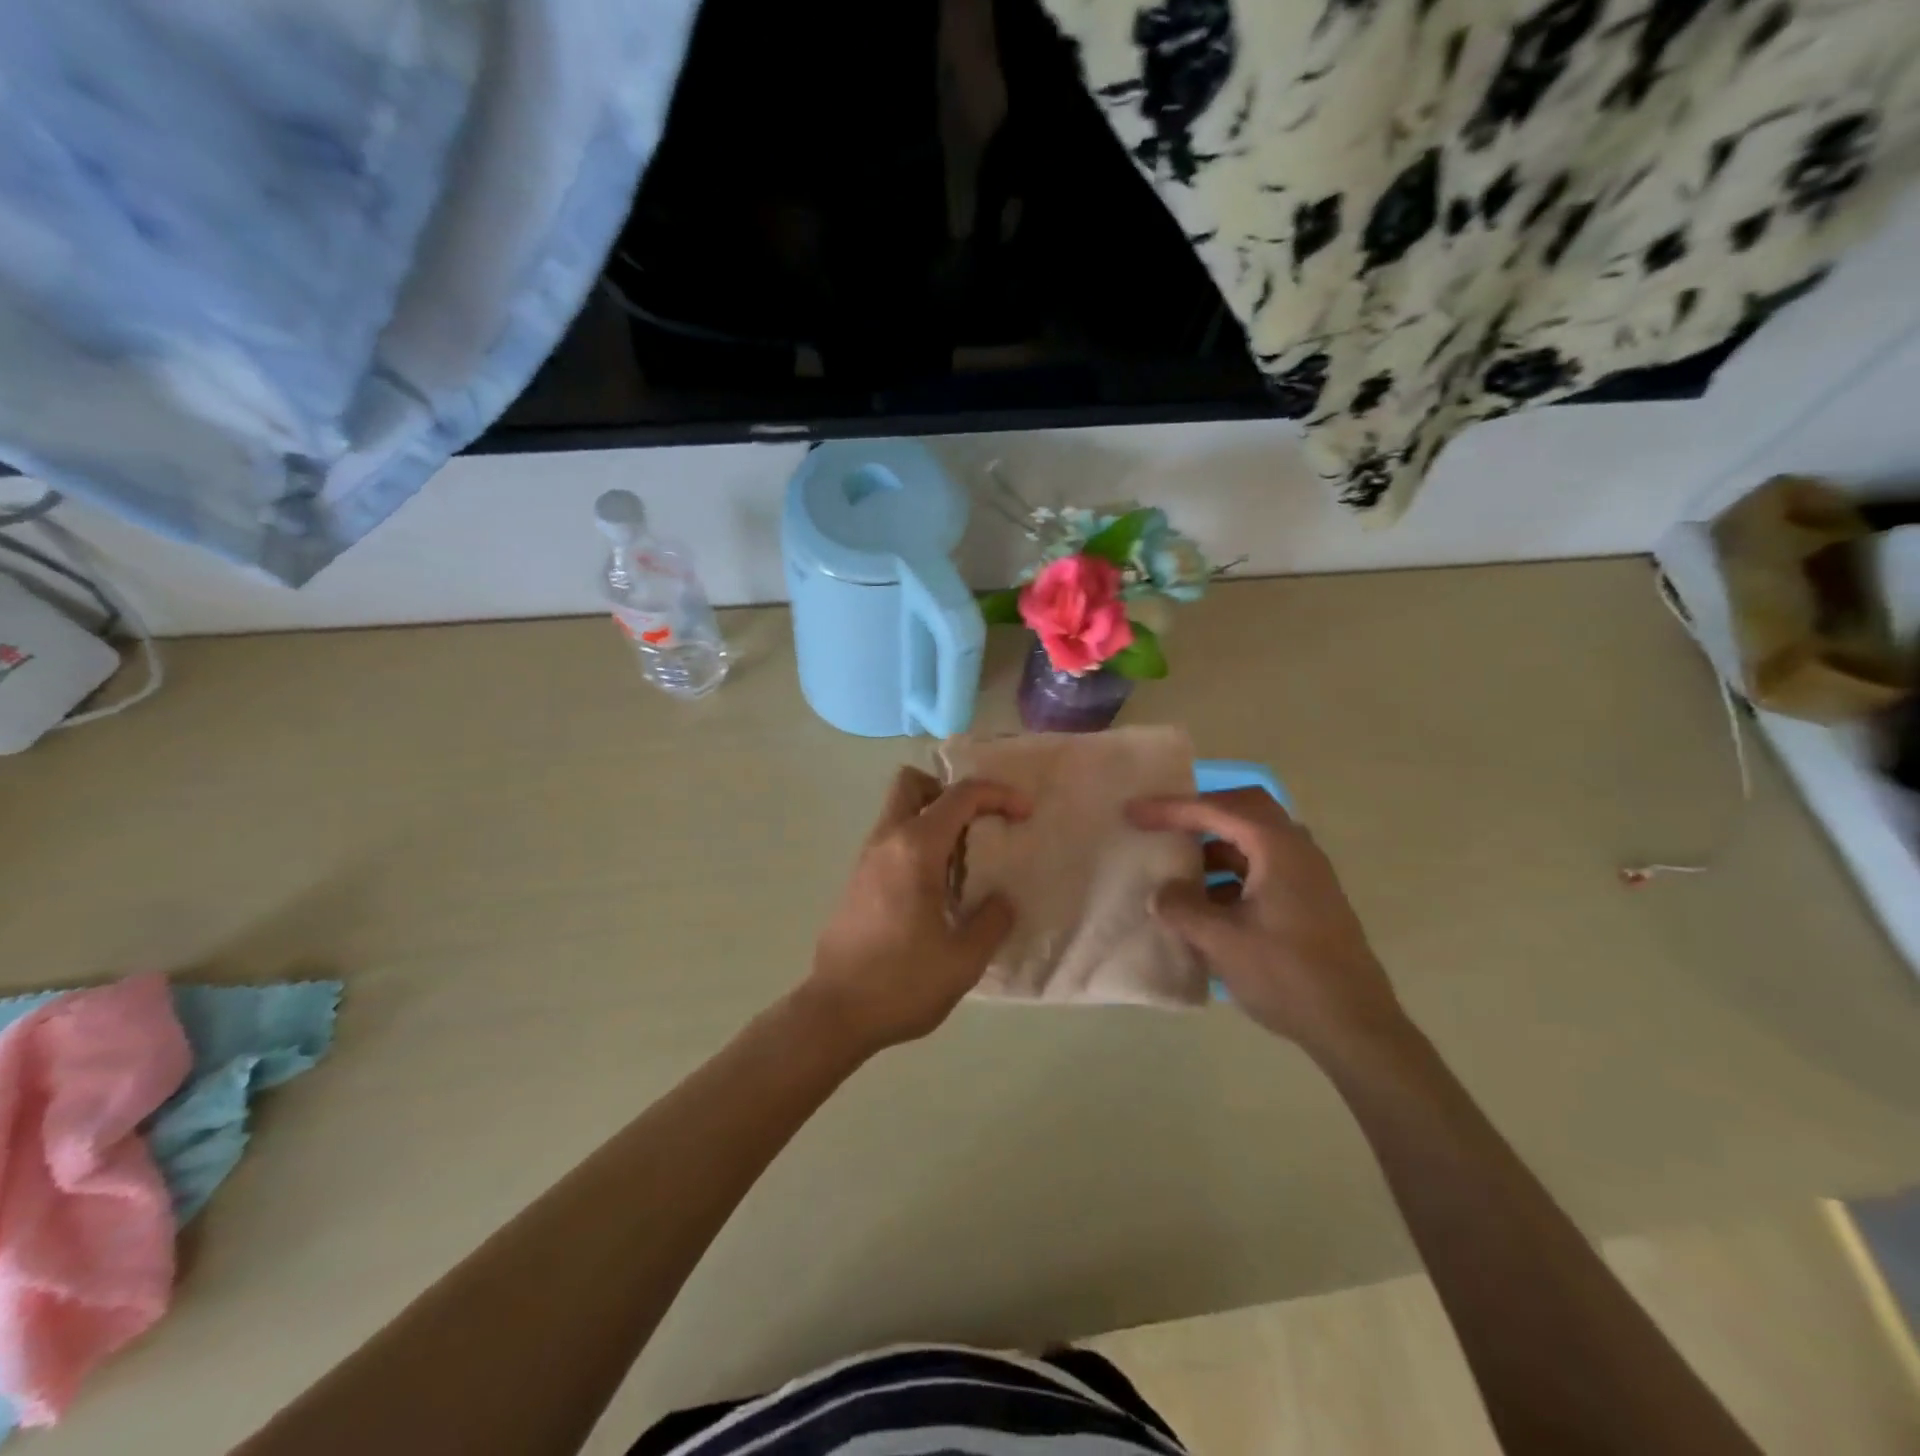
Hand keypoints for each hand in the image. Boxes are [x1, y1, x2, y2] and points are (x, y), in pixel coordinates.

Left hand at [804, 767, 1029, 1053]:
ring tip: (963, 866)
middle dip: (950, 792)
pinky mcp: (857, 881)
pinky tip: (936, 890)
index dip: (1000, 795)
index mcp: (916, 848)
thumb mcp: (964, 959)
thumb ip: (992, 920)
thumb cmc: (903, 983)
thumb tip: (1000, 900)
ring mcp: (866, 859)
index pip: (961, 796)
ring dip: (933, 821)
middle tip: (978, 826)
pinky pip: (892, 841)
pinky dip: (918, 845)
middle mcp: (887, 841)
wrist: (835, 1013)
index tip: (1025, 814)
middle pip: (913, 783)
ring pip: (899, 812)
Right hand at [1127, 789, 1404, 1057]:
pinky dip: (1230, 872)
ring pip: (1254, 839)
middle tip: (1164, 823)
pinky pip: (1262, 867)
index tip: (1134, 813)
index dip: (1172, 808)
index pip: (1218, 809)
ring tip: (1178, 866)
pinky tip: (1207, 901)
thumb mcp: (1222, 941)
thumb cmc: (1288, 976)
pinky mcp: (1308, 901)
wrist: (1355, 1027)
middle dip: (1200, 812)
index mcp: (1278, 848)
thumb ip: (1182, 908)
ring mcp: (1307, 876)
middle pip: (1244, 809)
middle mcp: (1297, 850)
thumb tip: (1162, 893)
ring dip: (1215, 845)